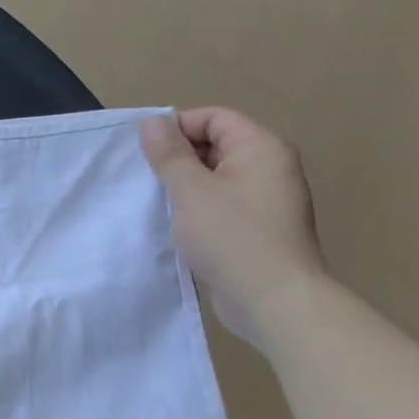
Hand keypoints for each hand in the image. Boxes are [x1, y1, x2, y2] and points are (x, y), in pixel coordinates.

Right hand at [139, 108, 325, 346]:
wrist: (274, 300)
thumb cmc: (232, 237)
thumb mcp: (191, 190)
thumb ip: (169, 154)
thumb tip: (152, 122)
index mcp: (260, 148)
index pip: (214, 118)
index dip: (177, 127)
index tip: (144, 151)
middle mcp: (269, 167)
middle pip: (216, 145)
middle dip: (177, 157)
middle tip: (145, 178)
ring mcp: (266, 200)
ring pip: (215, 177)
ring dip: (184, 186)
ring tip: (155, 202)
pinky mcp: (258, 228)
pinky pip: (221, 204)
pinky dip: (197, 208)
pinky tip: (174, 225)